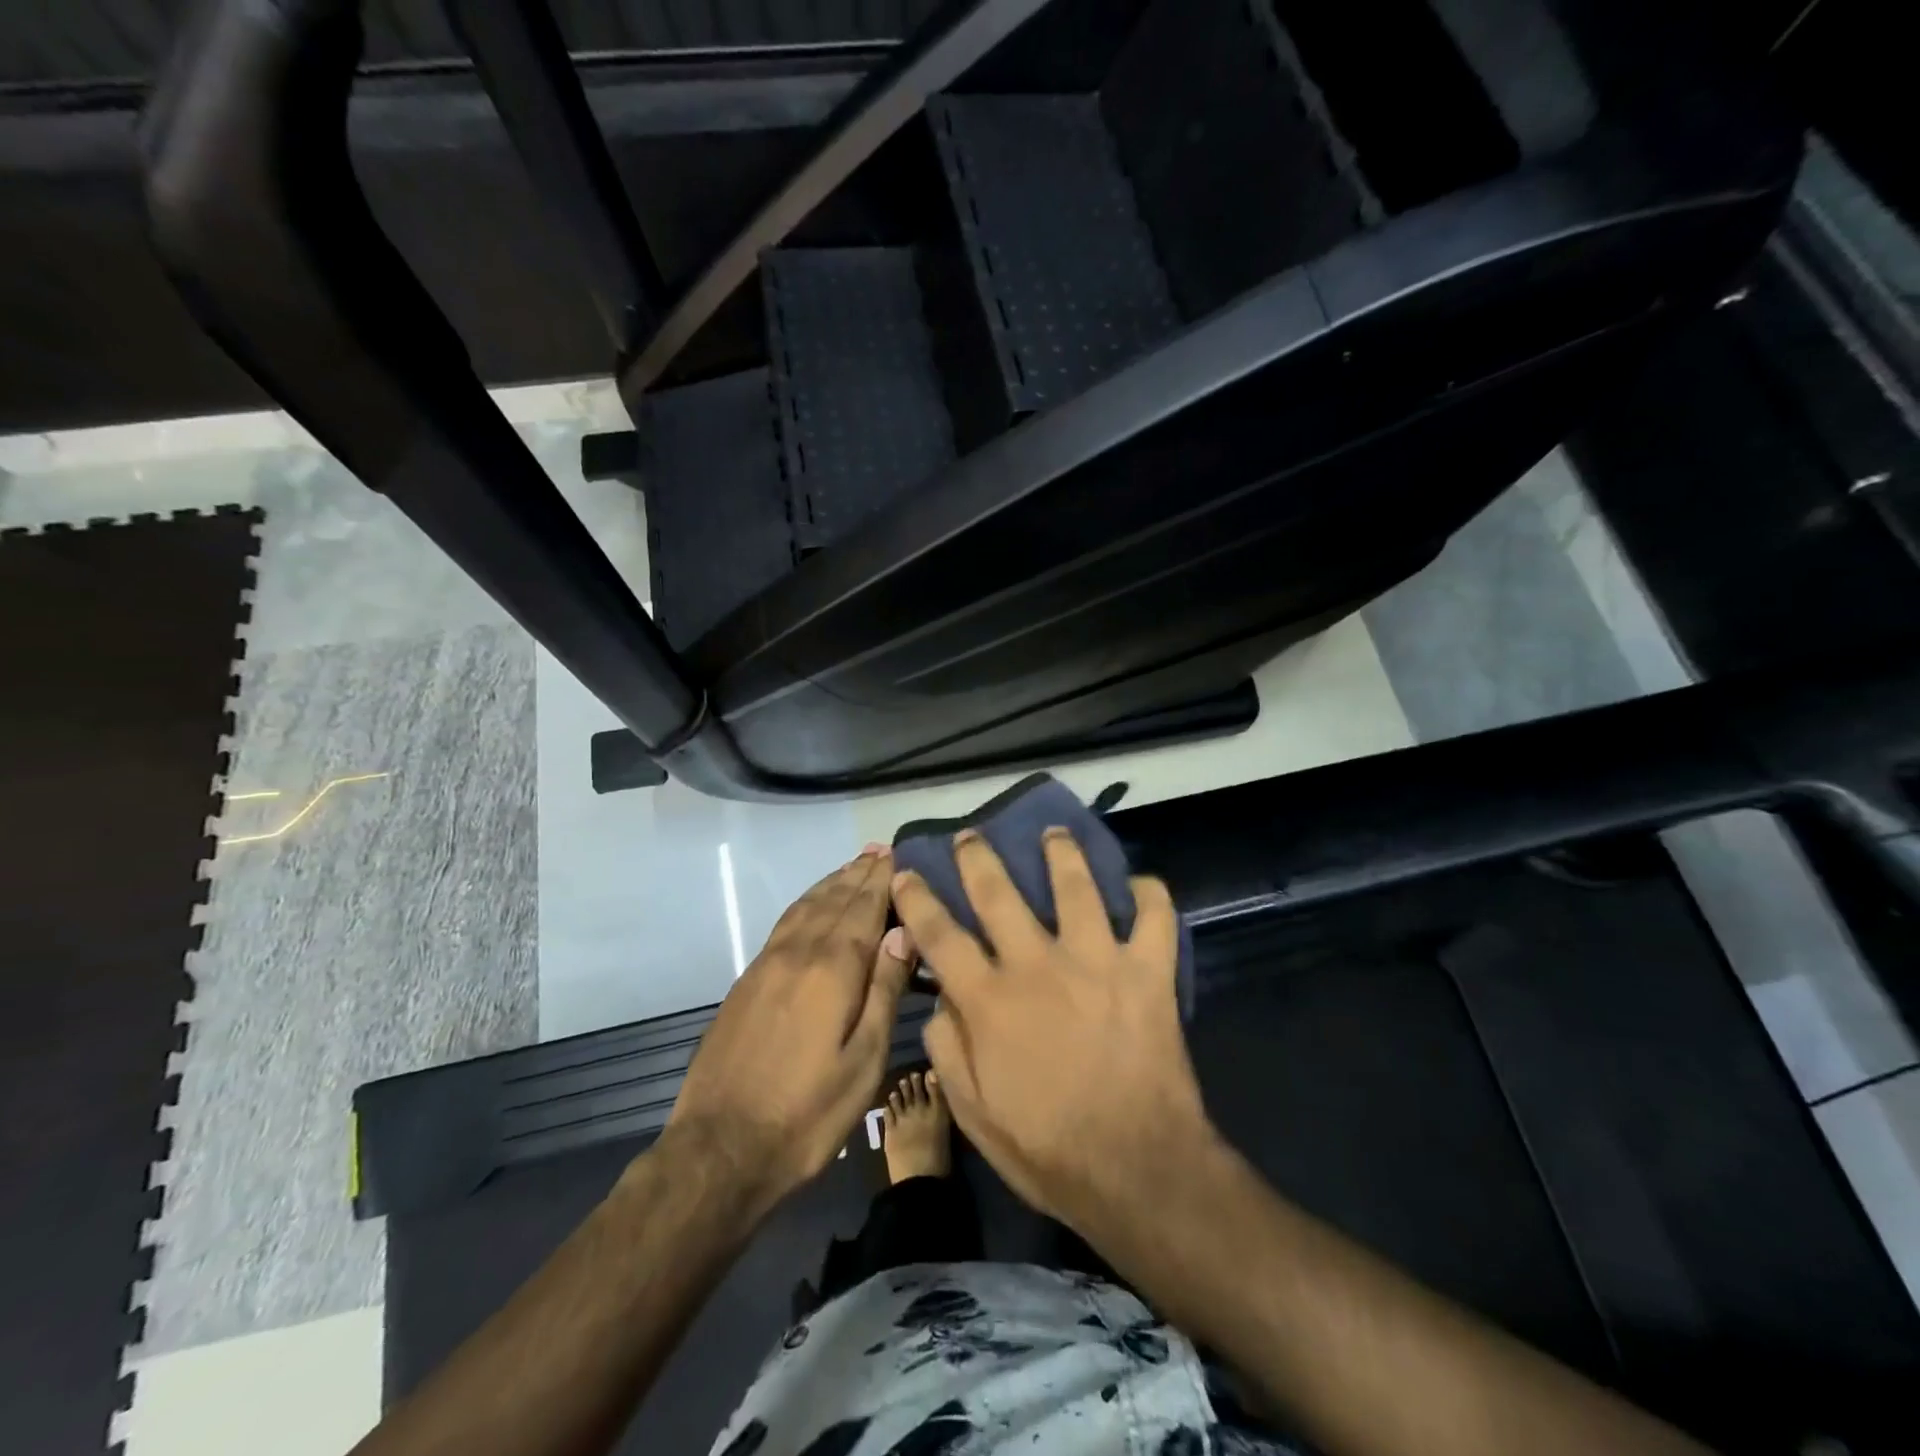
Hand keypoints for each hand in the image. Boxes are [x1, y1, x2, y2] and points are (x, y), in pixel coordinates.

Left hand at [668, 847, 912, 1216]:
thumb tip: (902, 931)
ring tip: (852, 867)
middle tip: (880, 850)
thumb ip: (884, 990)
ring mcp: (767, 964)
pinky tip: (812, 906)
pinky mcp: (747, 981)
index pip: (863, 909)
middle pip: (834, 900)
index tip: (897, 855)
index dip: (881, 881)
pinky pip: (785, 924)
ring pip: (805, 907)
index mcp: (832, 969)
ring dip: (831, 883)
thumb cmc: (807, 1113)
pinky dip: (805, 903)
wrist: (719, 1148)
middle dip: (858, 874)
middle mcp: (798, 953)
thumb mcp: (863, 1061)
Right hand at [892, 829, 1212, 1231]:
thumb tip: (940, 997)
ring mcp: (1097, 961)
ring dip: (1062, 853)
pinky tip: (1142, 885)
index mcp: (990, 999)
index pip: (939, 934)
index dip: (917, 899)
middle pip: (998, 892)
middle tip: (971, 835)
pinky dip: (1151, 895)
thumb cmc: (1048, 1149)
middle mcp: (1038, 964)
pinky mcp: (1148, 971)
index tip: (905, 872)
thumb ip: (948, 1047)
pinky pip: (1155, 917)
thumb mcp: (973, 1112)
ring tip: (1054, 833)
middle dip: (978, 857)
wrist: (1137, 1170)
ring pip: (1077, 885)